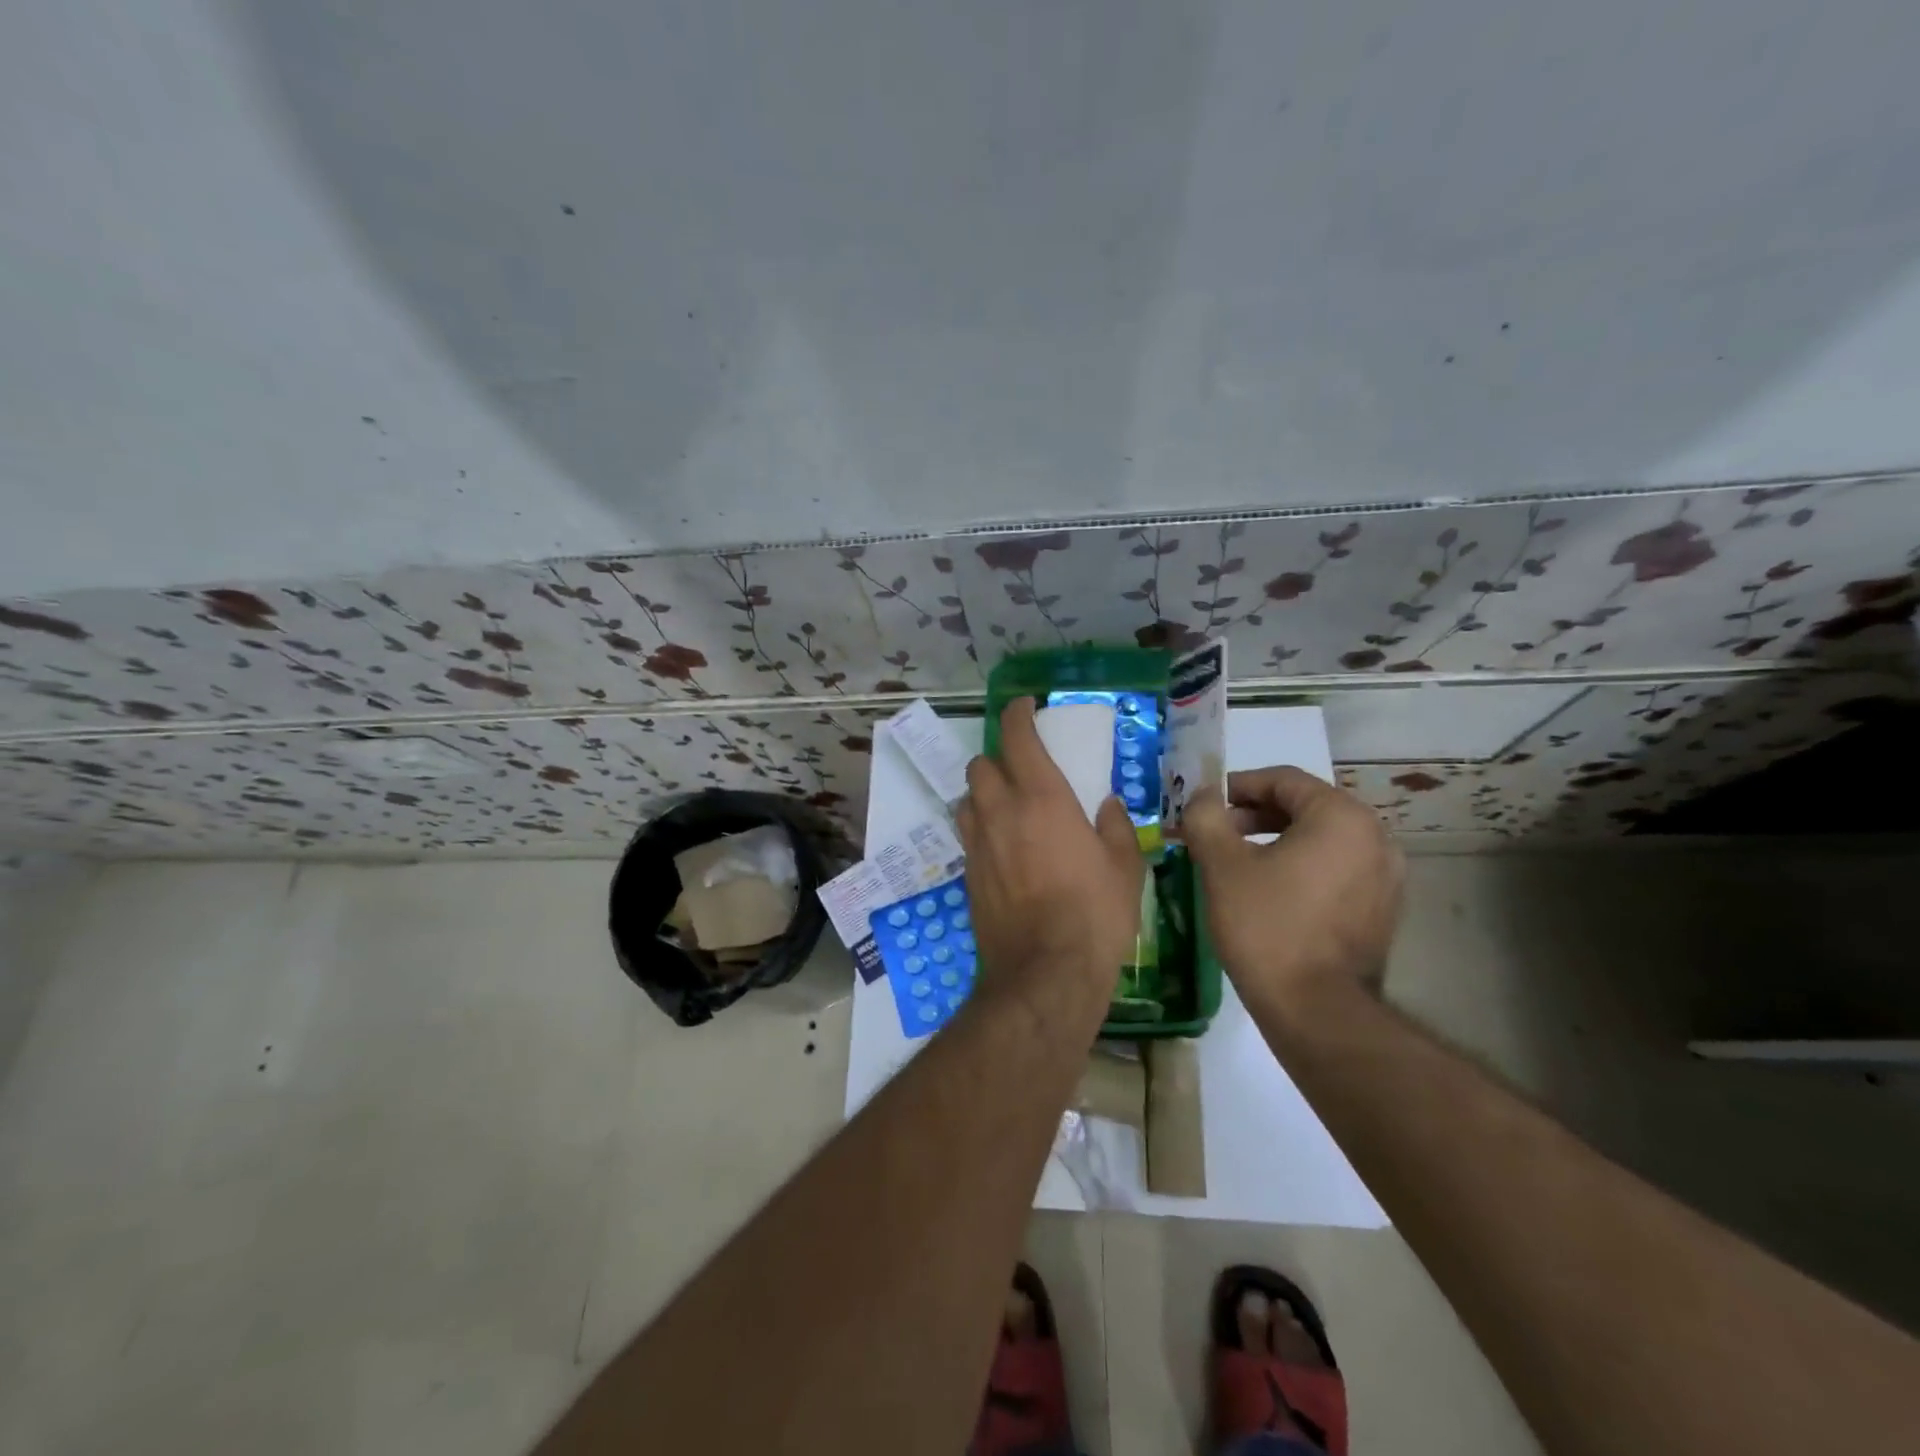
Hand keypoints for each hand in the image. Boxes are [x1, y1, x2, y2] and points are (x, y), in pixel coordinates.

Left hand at [957, 698, 1145, 1024]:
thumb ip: (1114, 826)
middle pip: (980, 764)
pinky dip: (981, 829)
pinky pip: (968, 836)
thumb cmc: (1094, 913)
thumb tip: (1106, 806)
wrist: (1044, 972)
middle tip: (1021, 769)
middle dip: (997, 758)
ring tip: (1008, 808)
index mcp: (1041, 798)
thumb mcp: (1124, 866)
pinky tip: (1004, 848)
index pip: (1017, 737)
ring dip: (983, 793)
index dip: (1017, 714)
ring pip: (967, 799)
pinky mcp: (967, 875)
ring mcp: (978, 844)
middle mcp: (1000, 812)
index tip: (1024, 706)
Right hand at [1182, 766, 1403, 1015]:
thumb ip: (1206, 817)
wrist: (1317, 1011)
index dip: (1237, 786)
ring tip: (1235, 862)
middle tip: (1214, 834)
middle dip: (1253, 815)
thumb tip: (1202, 794)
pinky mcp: (1383, 910)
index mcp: (1342, 817)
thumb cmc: (1266, 926)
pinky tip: (1269, 891)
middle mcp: (1375, 837)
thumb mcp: (1222, 865)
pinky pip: (1335, 870)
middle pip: (1304, 807)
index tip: (1203, 806)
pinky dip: (1301, 867)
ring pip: (1320, 840)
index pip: (1283, 780)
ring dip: (1275, 841)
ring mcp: (1386, 876)